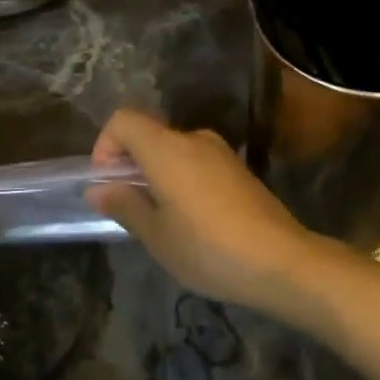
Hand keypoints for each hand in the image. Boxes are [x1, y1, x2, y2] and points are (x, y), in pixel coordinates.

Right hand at [85, 109, 322, 310]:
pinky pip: (197, 162)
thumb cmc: (208, 248)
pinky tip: (191, 220)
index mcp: (167, 148)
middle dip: (130, 164)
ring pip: (174, 150)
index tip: (107, 183)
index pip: (123, 120)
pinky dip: (182, 179)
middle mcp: (194, 139)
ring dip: (157, 174)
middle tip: (128, 207)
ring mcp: (221, 152)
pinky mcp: (239, 169)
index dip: (105, 145)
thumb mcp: (157, 235)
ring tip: (159, 219)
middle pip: (149, 134)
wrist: (281, 259)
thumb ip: (125, 205)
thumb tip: (98, 188)